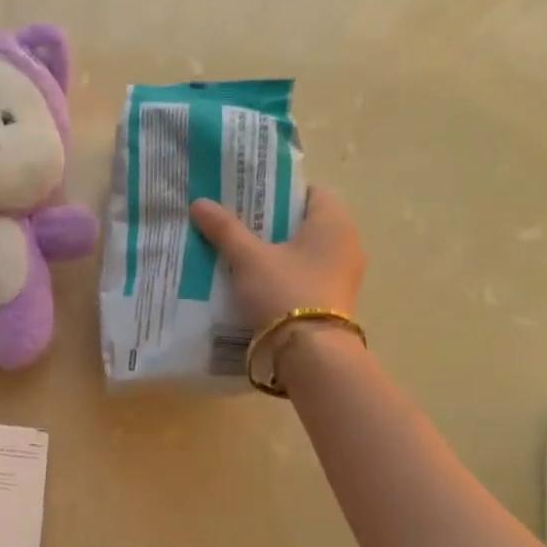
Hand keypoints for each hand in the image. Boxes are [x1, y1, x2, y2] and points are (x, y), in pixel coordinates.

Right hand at [190, 186, 365, 324]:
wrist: (311, 353)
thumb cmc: (284, 292)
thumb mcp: (249, 258)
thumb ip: (225, 229)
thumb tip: (199, 202)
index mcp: (334, 222)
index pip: (310, 192)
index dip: (278, 193)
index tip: (249, 201)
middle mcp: (346, 243)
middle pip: (305, 224)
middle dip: (273, 224)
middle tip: (238, 227)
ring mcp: (343, 275)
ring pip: (305, 253)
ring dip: (278, 253)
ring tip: (241, 257)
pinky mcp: (334, 301)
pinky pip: (306, 277)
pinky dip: (285, 276)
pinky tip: (257, 285)